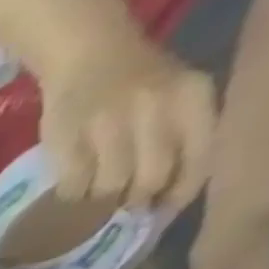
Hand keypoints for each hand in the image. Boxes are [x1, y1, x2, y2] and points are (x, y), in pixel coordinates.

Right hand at [39, 37, 214, 210]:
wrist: (88, 54)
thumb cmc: (134, 84)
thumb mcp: (172, 101)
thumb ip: (175, 141)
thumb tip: (158, 202)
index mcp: (192, 97)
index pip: (198, 158)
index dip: (179, 194)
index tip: (159, 214)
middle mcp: (158, 108)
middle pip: (151, 179)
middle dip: (134, 202)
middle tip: (121, 212)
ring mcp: (110, 125)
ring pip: (109, 187)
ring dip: (98, 203)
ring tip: (92, 202)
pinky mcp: (70, 141)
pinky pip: (73, 187)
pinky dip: (71, 196)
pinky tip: (70, 191)